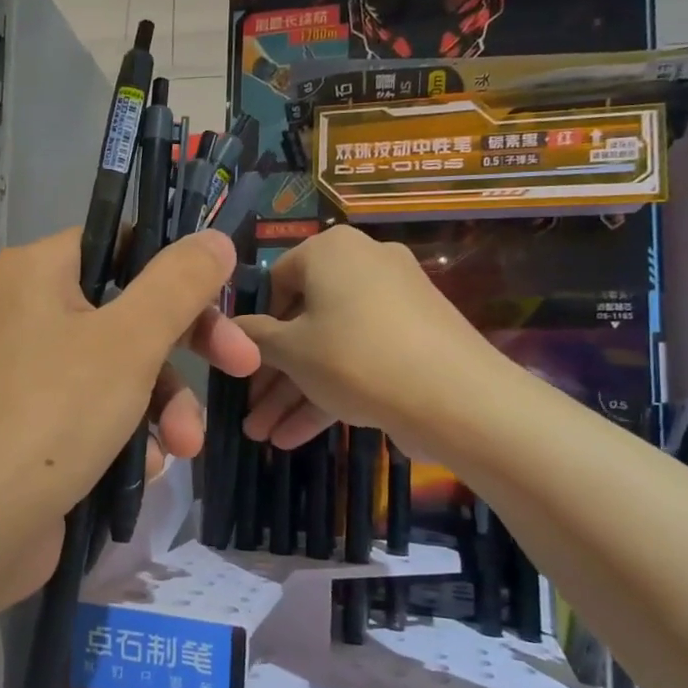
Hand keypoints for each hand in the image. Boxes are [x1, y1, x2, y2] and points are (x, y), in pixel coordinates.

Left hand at [0, 227, 257, 619]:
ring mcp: (28, 375)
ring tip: (182, 449)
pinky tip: (142, 470)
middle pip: (128, 313)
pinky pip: (96, 415)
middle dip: (183, 351)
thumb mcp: (129, 341)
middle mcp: (28, 314)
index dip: (177, 270)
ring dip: (162, 408)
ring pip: (120, 372)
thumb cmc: (50, 415)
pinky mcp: (34, 429)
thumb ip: (178, 284)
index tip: (225, 301)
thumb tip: (214, 238)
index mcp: (38, 273)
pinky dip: (126, 438)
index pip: (121, 245)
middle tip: (240, 368)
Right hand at [237, 225, 505, 456]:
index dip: (253, 327)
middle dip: (272, 376)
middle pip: (302, 322)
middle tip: (249, 412)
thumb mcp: (291, 350)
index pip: (275, 281)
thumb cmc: (355, 358)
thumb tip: (231, 328)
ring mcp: (394, 303)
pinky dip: (330, 391)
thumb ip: (253, 336)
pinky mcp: (414, 339)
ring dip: (294, 393)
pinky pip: (360, 358)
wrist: (457, 398)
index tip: (241, 365)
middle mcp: (363, 265)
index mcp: (330, 250)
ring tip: (263, 436)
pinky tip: (295, 437)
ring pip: (329, 347)